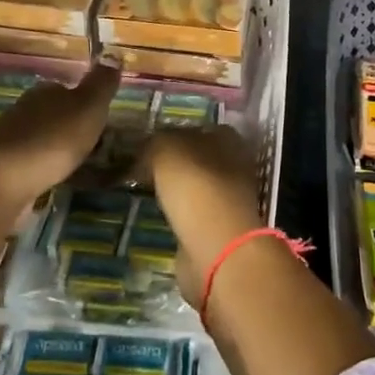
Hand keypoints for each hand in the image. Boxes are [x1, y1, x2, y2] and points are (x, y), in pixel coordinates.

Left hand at [0, 64, 118, 211]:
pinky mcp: (1, 165)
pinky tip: (52, 177)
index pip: (67, 89)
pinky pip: (29, 160)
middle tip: (92, 145)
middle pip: (53, 112)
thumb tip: (112, 54)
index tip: (100, 120)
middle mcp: (24, 108)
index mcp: (45, 91)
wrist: (3, 181)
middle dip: (70, 126)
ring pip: (40, 136)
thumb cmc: (53, 139)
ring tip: (75, 164)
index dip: (84, 103)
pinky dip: (42, 166)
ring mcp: (9, 136)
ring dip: (55, 146)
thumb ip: (101, 83)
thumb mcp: (89, 107)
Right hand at [141, 126, 265, 303]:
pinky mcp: (219, 229)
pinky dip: (177, 214)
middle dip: (173, 163)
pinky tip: (157, 215)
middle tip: (139, 167)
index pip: (197, 128)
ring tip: (143, 191)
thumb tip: (148, 149)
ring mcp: (228, 199)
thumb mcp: (165, 149)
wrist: (215, 246)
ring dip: (175, 190)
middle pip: (197, 158)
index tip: (146, 143)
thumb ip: (156, 142)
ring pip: (195, 187)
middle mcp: (234, 165)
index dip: (172, 133)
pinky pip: (192, 214)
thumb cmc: (194, 185)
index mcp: (227, 138)